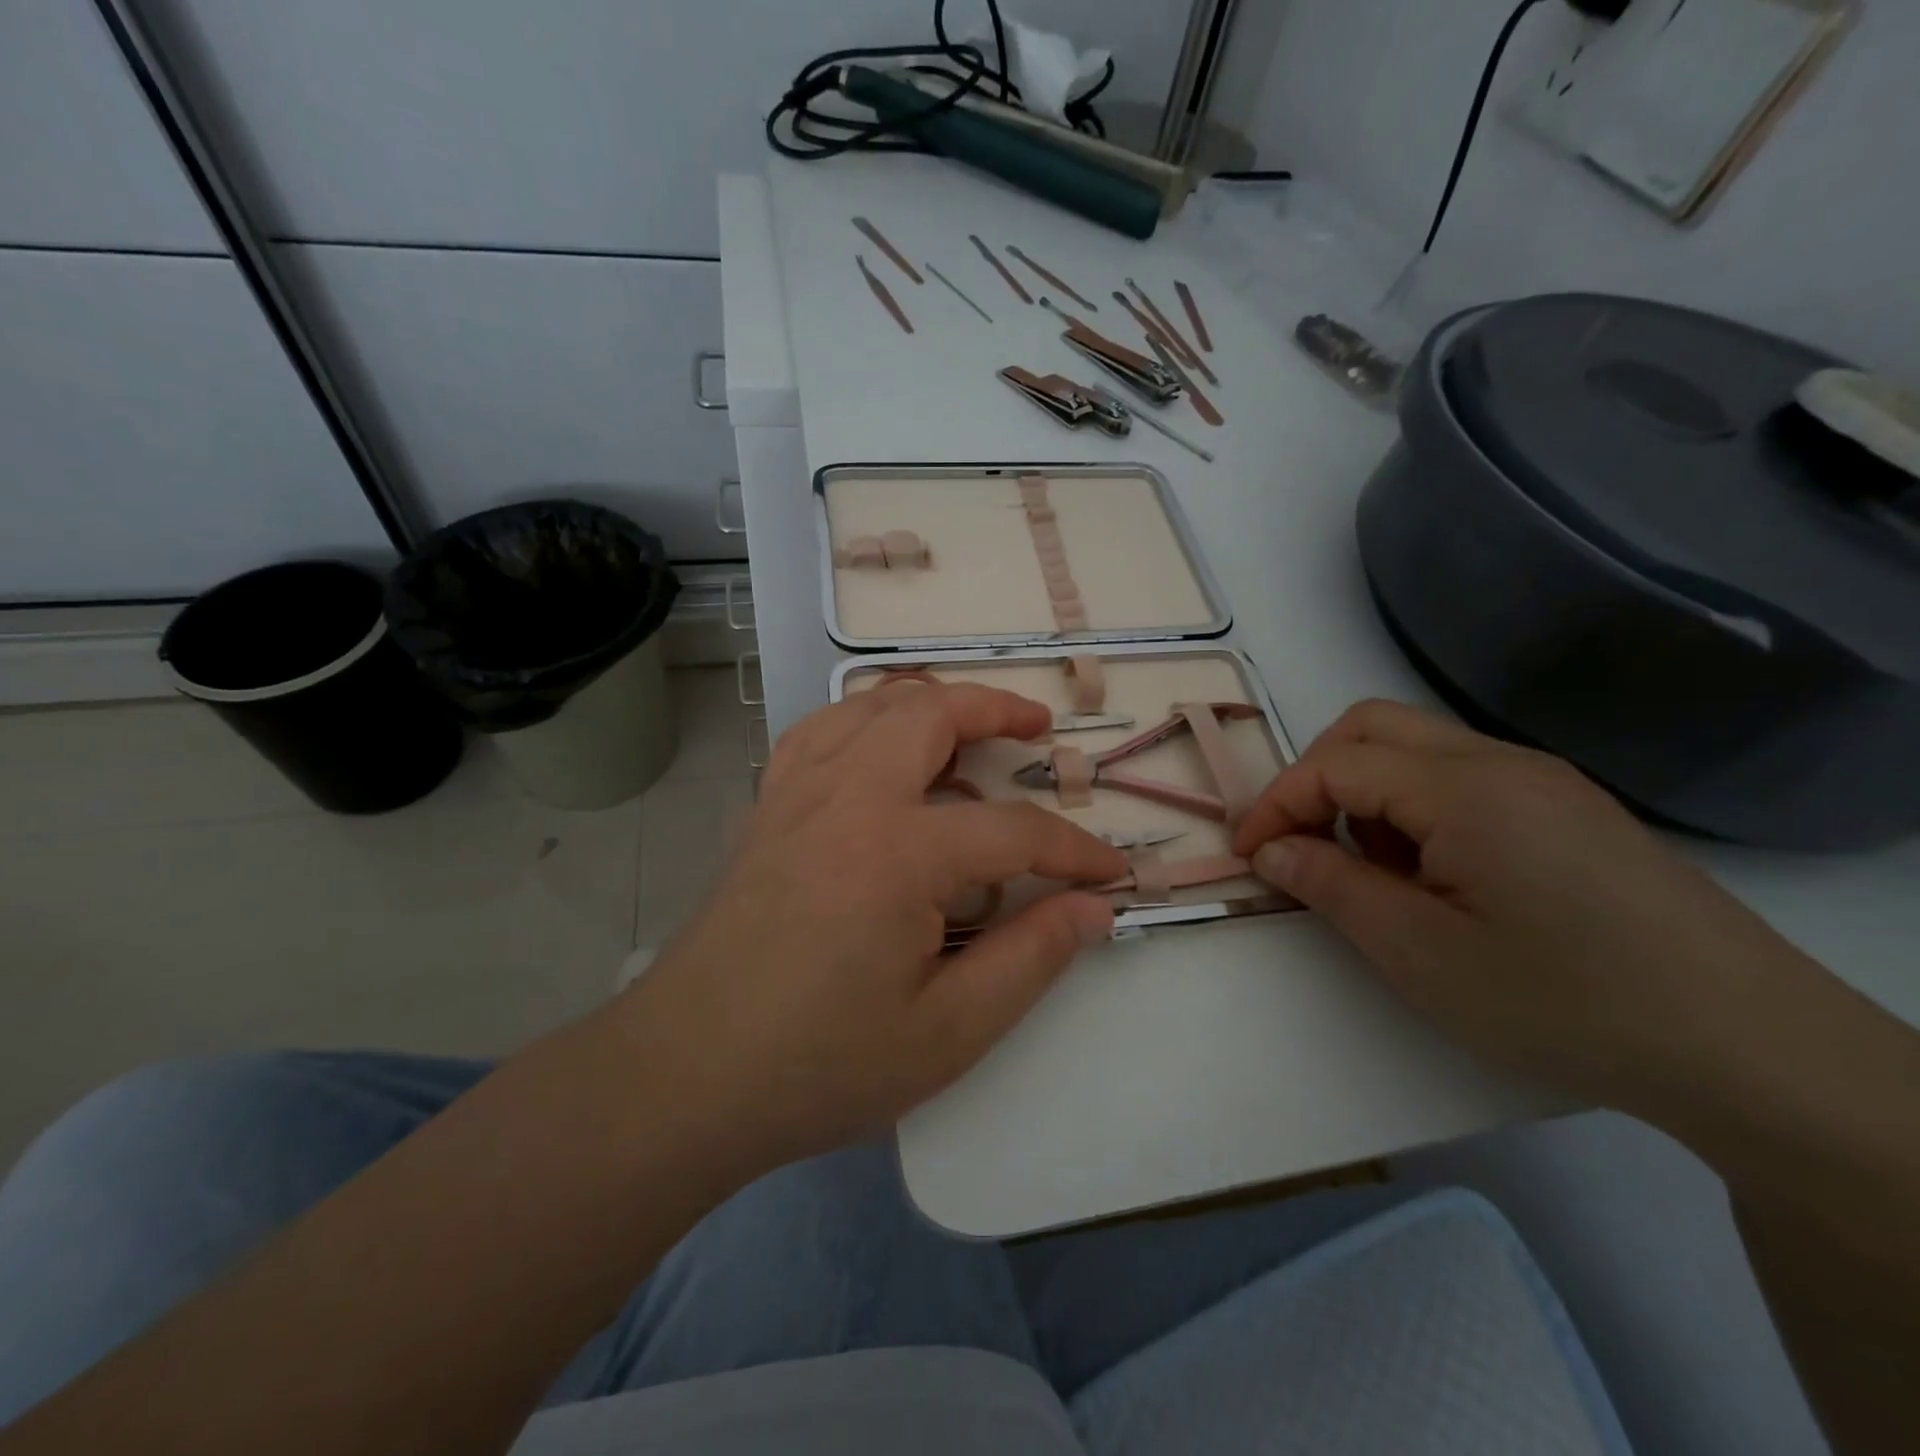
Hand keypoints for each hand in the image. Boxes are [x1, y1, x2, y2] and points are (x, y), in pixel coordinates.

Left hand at [622, 680, 1125, 1175]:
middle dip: (996, 709)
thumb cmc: (819, 1064)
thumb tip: (1092, 910)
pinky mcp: (765, 808)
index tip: (1108, 873)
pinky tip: (878, 749)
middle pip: (932, 713)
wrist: (684, 1077)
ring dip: (928, 701)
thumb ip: (1030, 960)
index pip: (1012, 830)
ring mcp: (796, 793)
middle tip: (1037, 729)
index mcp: (897, 852)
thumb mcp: (947, 1031)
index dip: (1073, 850)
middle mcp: (846, 796)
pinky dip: (862, 719)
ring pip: (869, 705)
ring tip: (966, 726)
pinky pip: (819, 731)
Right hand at [1234, 700, 1823, 1112]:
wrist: (1751, 1049)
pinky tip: (1434, 876)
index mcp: (1463, 788)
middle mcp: (1501, 762)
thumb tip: (1270, 850)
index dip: (1276, 804)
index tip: (1247, 855)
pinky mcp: (1569, 810)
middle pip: (1372, 726)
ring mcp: (1543, 781)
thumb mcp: (1419, 952)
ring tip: (1372, 872)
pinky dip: (1415, 808)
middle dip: (1315, 777)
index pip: (1335, 764)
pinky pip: (1462, 779)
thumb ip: (1330, 886)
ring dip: (1366, 793)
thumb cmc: (1562, 999)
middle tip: (1300, 843)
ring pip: (1417, 749)